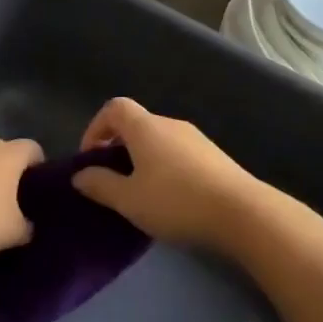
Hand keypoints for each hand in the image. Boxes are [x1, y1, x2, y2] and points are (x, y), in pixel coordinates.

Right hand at [71, 98, 262, 249]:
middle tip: (111, 180)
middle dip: (117, 147)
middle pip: (136, 124)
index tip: (90, 159)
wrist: (243, 214)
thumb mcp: (128, 199)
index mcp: (146, 128)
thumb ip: (100, 185)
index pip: (114, 108)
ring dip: (141, 159)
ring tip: (139, 193)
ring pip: (158, 140)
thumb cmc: (176, 202)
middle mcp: (171, 125)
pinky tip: (169, 198)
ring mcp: (196, 140)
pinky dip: (164, 168)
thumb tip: (79, 175)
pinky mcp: (215, 157)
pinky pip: (178, 154)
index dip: (95, 128)